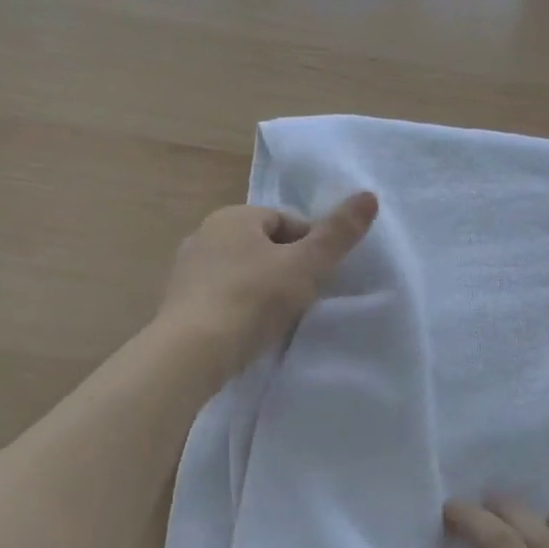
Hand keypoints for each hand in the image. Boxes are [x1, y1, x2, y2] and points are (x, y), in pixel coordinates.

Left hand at [156, 191, 377, 380]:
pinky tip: (251, 331)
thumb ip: (338, 233)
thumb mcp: (306, 265)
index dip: (311, 245)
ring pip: (241, 273)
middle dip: (287, 267)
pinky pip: (222, 298)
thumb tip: (370, 195)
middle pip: (262, 246)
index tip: (324, 275)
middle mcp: (205, 235)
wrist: (192, 352)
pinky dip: (240, 309)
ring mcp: (187, 271)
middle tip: (306, 298)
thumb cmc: (253, 299)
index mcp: (233, 217)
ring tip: (281, 318)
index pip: (285, 220)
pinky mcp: (179, 305)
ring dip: (263, 290)